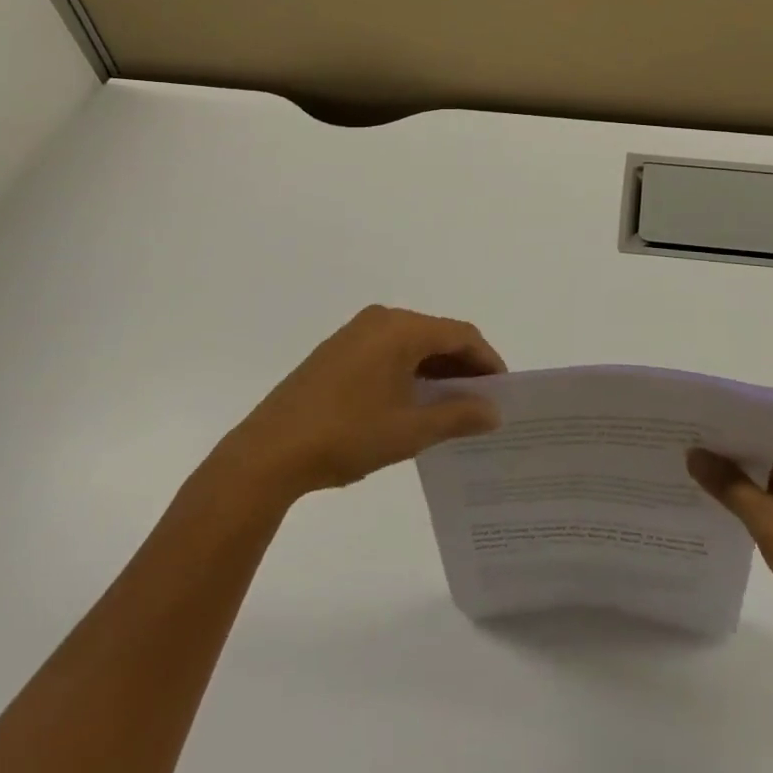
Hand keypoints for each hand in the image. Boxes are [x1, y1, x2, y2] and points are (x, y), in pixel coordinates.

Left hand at [229, 306, 505, 501]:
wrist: (268, 453)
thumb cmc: (346, 436)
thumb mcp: (410, 431)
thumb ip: (458, 415)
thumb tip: (494, 410)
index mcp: (401, 329)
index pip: (460, 334)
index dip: (487, 360)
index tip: (503, 391)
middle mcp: (381, 319)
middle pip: (437, 335)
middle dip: (463, 365)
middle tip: (483, 401)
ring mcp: (356, 333)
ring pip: (413, 343)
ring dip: (437, 369)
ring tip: (454, 405)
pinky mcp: (338, 351)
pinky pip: (389, 351)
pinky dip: (410, 370)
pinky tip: (415, 401)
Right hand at [689, 433, 772, 641]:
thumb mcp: (771, 524)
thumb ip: (730, 486)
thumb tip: (694, 453)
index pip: (753, 431)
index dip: (717, 435)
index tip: (679, 437)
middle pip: (757, 451)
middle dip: (722, 459)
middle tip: (676, 458)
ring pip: (763, 476)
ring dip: (735, 483)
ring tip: (688, 481)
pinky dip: (751, 503)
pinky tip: (720, 511)